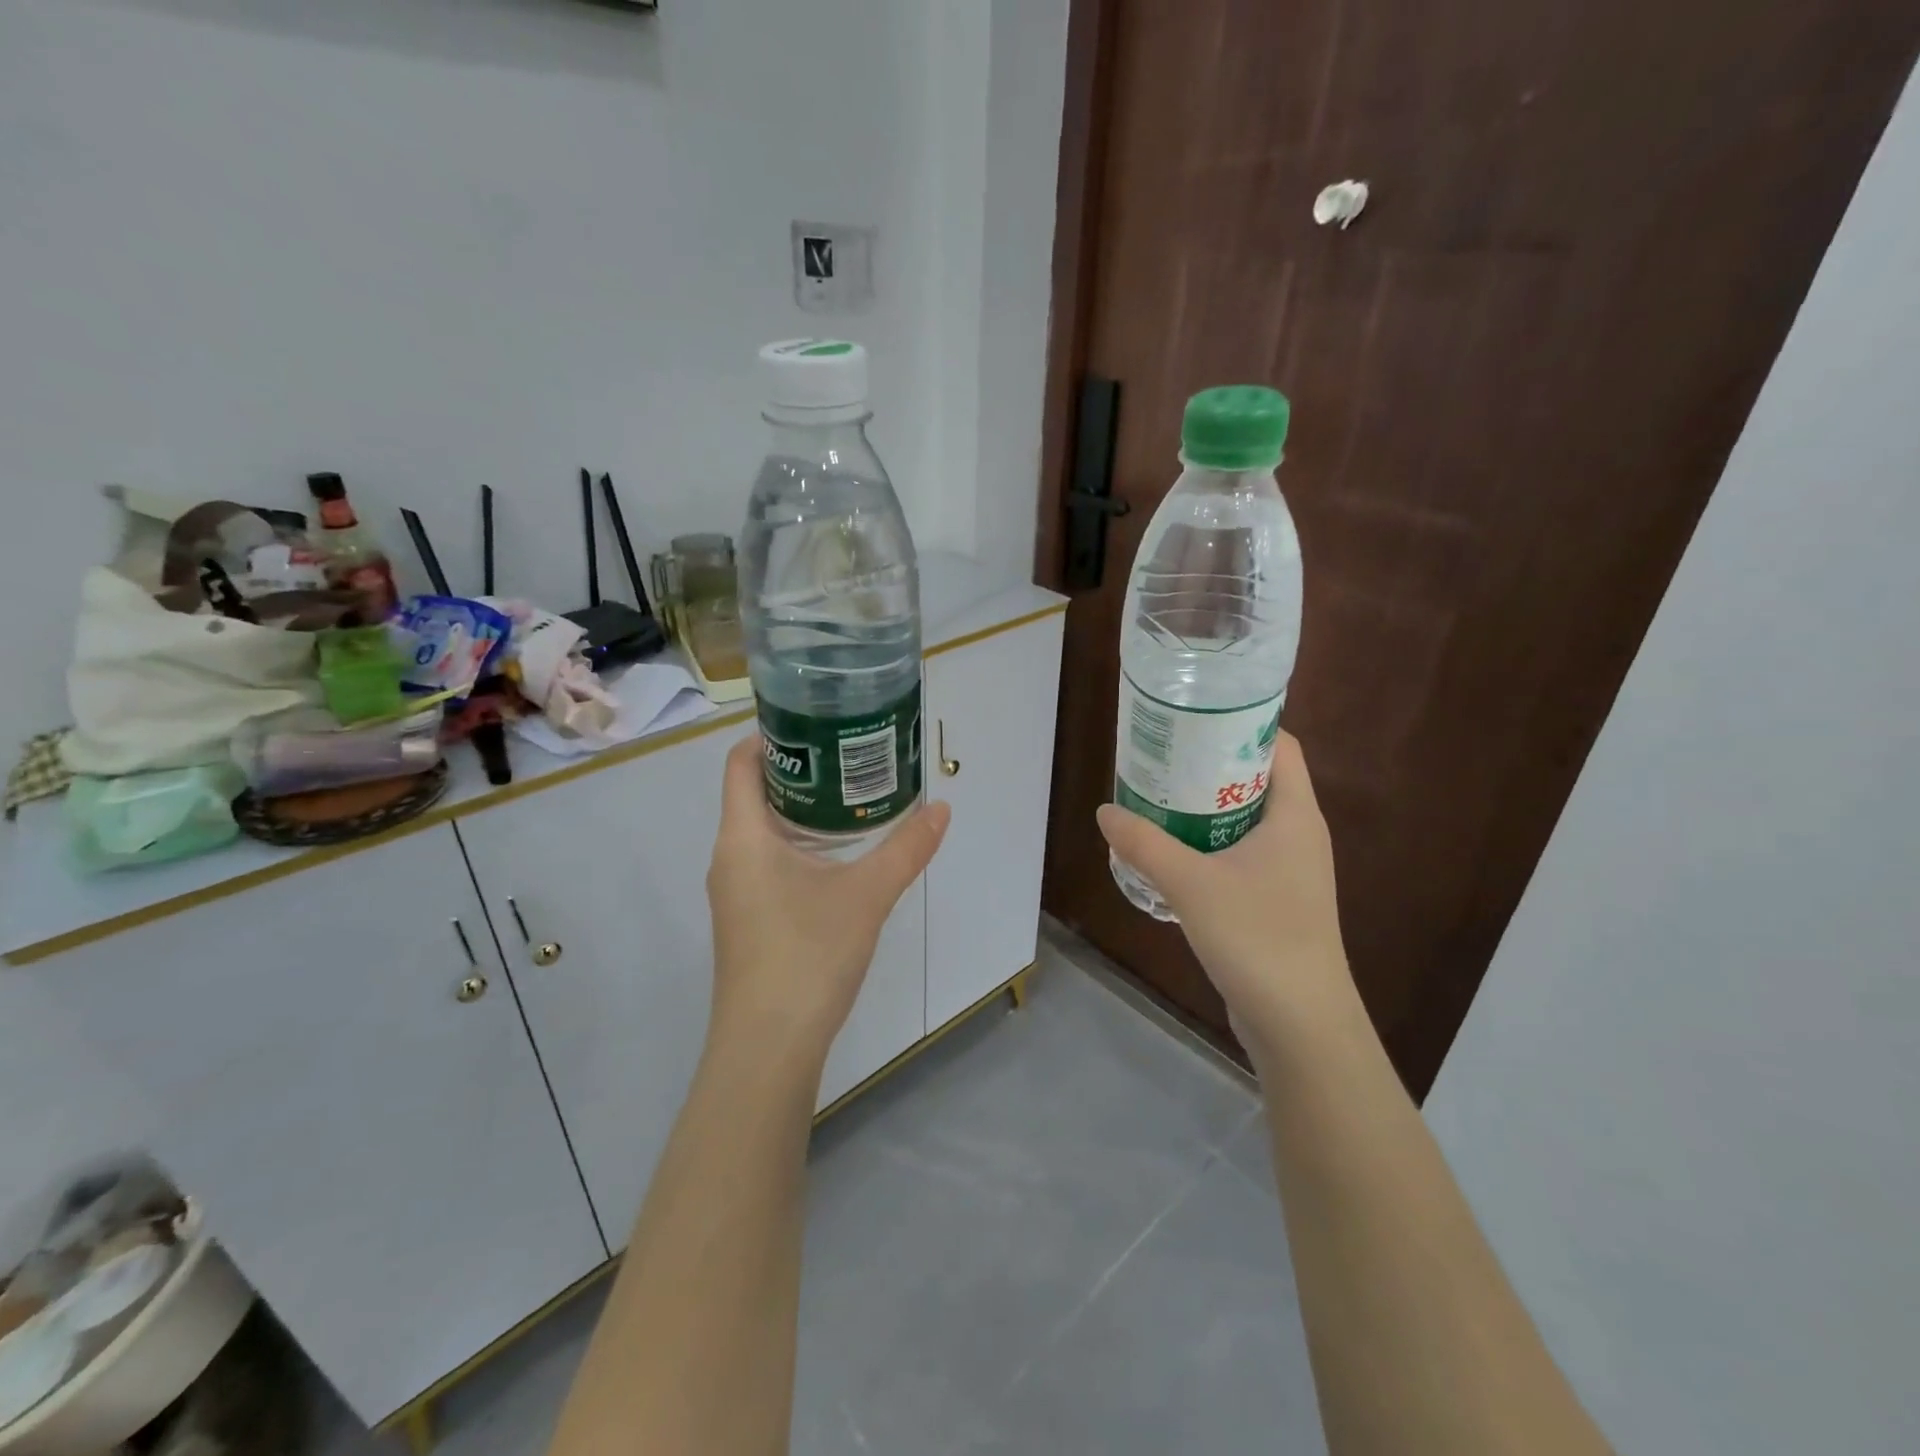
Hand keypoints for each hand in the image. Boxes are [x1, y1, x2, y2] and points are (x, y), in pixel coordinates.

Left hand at [705, 733, 949, 1072]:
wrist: (768, 1047)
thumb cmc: (807, 955)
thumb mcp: (867, 895)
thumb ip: (906, 848)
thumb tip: (942, 808)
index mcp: (744, 837)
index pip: (741, 764)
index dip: (772, 736)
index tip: (817, 723)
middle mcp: (730, 857)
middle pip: (755, 794)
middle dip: (801, 771)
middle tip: (851, 756)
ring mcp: (735, 892)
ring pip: (764, 831)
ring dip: (803, 811)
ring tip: (853, 798)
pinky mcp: (748, 920)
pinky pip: (768, 862)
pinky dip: (800, 845)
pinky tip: (840, 857)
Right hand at [1097, 732, 1355, 1061]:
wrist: (1301, 1025)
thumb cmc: (1258, 938)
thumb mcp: (1191, 883)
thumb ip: (1144, 844)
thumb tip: (1105, 811)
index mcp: (1295, 816)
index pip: (1279, 746)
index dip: (1241, 725)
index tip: (1194, 719)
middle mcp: (1298, 835)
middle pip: (1257, 780)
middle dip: (1210, 765)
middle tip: (1162, 757)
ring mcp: (1289, 871)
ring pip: (1245, 820)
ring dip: (1204, 808)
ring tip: (1157, 798)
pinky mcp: (1275, 902)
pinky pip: (1239, 855)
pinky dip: (1208, 845)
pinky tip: (1170, 854)